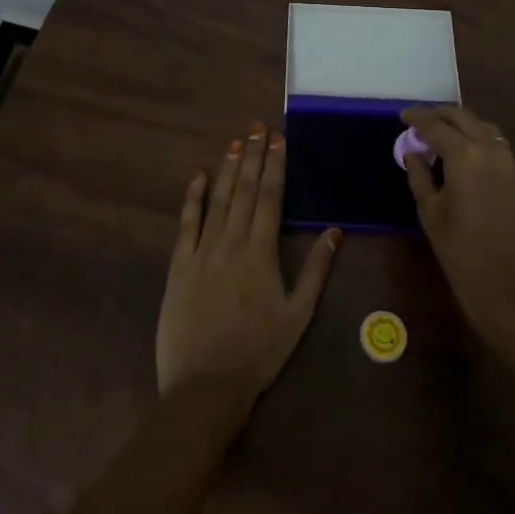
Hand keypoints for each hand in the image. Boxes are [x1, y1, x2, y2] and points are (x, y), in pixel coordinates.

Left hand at [156, 124, 342, 400]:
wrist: (205, 386)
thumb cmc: (258, 352)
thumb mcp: (298, 315)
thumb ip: (316, 270)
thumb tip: (335, 231)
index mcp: (261, 252)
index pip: (270, 197)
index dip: (274, 165)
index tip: (278, 139)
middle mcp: (231, 242)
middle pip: (244, 190)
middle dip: (252, 156)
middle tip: (257, 127)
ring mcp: (202, 252)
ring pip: (217, 200)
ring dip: (227, 169)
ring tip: (235, 142)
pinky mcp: (179, 266)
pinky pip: (186, 223)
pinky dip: (193, 197)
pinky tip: (197, 176)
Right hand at [400, 106, 514, 341]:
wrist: (507, 287)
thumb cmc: (460, 251)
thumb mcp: (430, 211)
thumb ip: (419, 175)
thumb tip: (413, 152)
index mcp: (464, 154)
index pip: (435, 125)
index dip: (417, 118)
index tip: (402, 114)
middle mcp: (489, 149)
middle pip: (463, 118)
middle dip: (440, 115)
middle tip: (419, 122)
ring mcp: (508, 162)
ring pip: (482, 127)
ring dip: (461, 124)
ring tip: (440, 134)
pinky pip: (494, 143)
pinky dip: (476, 138)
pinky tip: (462, 152)